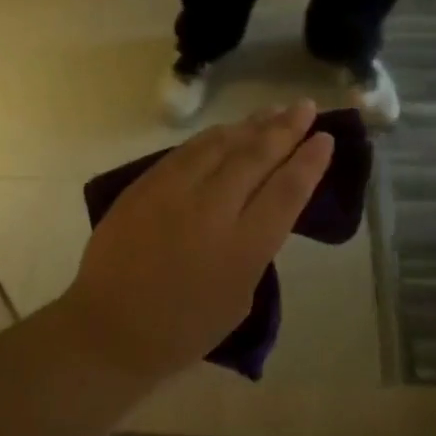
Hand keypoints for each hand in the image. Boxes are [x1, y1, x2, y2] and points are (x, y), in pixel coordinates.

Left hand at [62, 102, 333, 380]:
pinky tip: (229, 129)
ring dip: (252, 124)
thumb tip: (259, 205)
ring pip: (222, 144)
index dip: (309, 161)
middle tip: (306, 107)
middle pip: (257, 156)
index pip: (287, 190)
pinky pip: (189, 149)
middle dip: (286, 128)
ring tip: (274, 110)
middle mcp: (213, 210)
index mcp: (243, 248)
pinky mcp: (147, 183)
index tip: (325, 138)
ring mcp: (175, 191)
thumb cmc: (183, 328)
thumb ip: (255, 247)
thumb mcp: (239, 297)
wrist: (110, 328)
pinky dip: (215, 135)